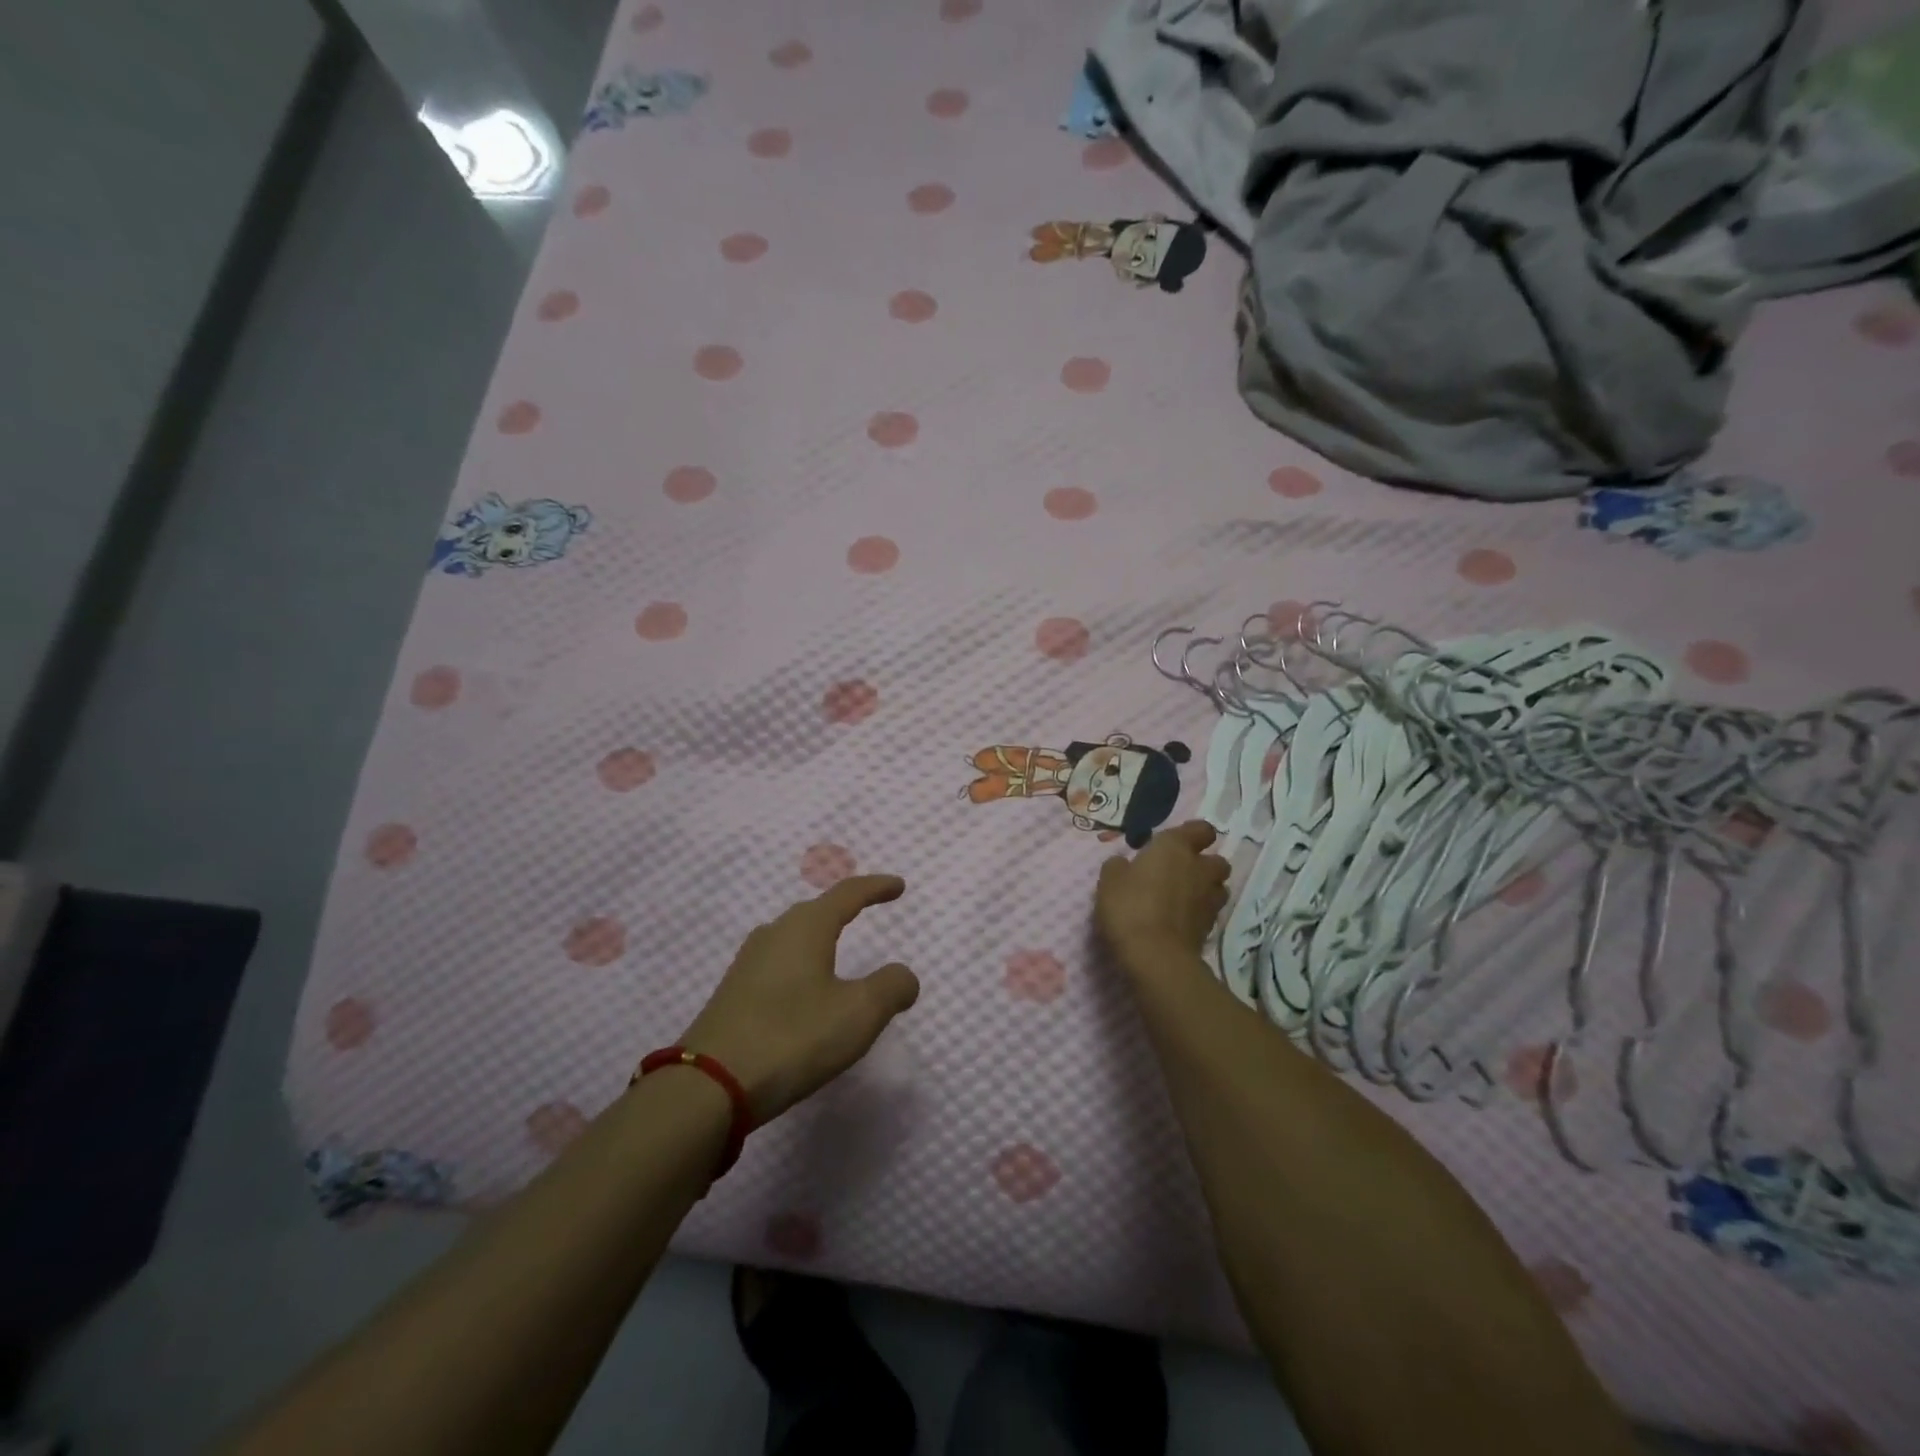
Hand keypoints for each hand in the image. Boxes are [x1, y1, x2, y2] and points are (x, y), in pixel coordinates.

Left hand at [678, 876, 919, 1122]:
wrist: (709, 1086)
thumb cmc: (793, 1038)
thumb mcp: (859, 1014)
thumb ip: (891, 988)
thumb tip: (904, 976)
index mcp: (806, 928)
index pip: (848, 894)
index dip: (876, 887)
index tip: (898, 886)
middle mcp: (774, 934)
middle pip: (816, 911)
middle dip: (844, 908)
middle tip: (867, 909)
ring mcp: (748, 963)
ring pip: (793, 937)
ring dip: (819, 937)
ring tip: (837, 948)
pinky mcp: (733, 993)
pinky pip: (778, 963)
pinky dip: (801, 964)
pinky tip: (803, 988)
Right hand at [1095, 821, 1230, 975]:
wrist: (1155, 956)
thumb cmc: (1129, 907)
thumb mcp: (1109, 881)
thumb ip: (1118, 866)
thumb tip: (1124, 864)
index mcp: (1175, 848)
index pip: (1201, 829)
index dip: (1192, 835)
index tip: (1174, 844)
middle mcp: (1199, 868)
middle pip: (1217, 860)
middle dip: (1203, 865)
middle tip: (1178, 874)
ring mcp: (1209, 899)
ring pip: (1218, 887)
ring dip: (1205, 889)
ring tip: (1182, 899)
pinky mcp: (1211, 927)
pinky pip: (1210, 912)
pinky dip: (1199, 913)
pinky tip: (1179, 921)